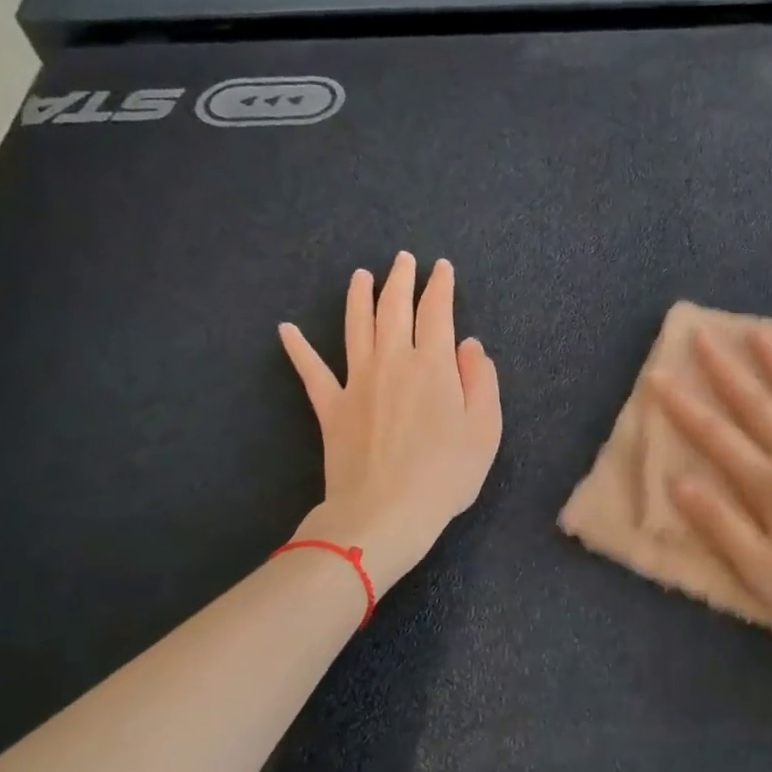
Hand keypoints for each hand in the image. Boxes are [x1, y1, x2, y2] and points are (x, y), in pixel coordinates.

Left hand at [279, 253, 501, 591]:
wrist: (386, 512)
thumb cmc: (446, 474)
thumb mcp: (485, 429)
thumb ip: (481, 381)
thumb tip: (469, 345)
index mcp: (433, 365)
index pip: (436, 312)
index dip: (440, 286)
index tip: (442, 268)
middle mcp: (393, 361)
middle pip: (394, 309)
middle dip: (400, 280)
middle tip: (403, 259)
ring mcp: (356, 381)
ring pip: (356, 326)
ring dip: (358, 297)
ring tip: (361, 275)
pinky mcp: (330, 407)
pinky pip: (311, 371)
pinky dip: (298, 348)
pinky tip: (286, 329)